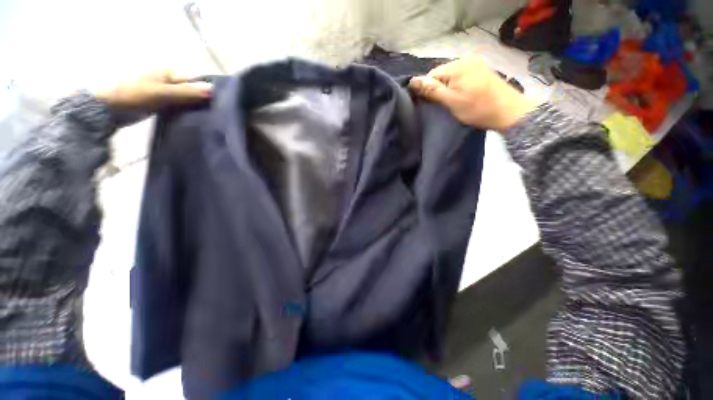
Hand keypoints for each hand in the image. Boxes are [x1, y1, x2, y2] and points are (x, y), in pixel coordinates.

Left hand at [95, 70, 212, 111]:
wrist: (109, 109)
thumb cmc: (135, 95)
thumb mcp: (163, 93)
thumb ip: (187, 92)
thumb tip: (213, 90)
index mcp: (169, 72)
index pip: (195, 82)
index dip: (205, 93)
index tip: (216, 108)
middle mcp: (168, 80)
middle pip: (191, 91)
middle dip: (200, 102)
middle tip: (211, 117)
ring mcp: (163, 92)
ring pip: (185, 100)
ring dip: (193, 109)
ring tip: (204, 121)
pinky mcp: (159, 103)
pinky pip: (178, 107)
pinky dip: (184, 113)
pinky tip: (190, 121)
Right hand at [409, 56, 539, 131]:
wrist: (509, 112)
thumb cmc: (477, 108)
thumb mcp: (451, 101)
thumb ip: (432, 90)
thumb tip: (412, 81)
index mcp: (457, 65)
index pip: (431, 74)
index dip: (428, 90)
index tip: (433, 104)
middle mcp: (466, 59)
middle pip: (441, 74)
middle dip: (439, 89)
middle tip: (444, 105)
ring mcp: (476, 64)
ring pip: (451, 76)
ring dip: (448, 88)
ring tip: (454, 102)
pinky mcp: (482, 71)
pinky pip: (462, 77)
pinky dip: (458, 86)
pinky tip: (463, 96)